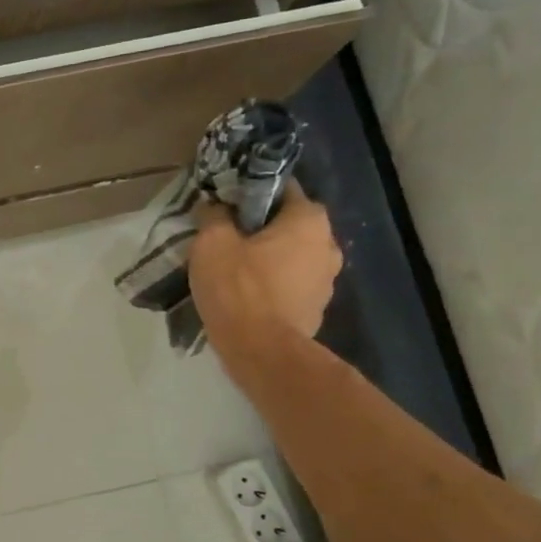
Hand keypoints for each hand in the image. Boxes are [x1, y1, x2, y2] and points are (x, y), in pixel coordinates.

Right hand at [188, 183, 342, 346]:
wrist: (261, 352)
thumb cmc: (238, 288)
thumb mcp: (212, 242)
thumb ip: (214, 216)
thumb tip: (216, 207)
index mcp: (309, 219)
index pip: (282, 189)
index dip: (251, 193)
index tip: (226, 205)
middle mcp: (328, 244)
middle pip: (289, 225)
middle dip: (260, 229)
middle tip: (226, 239)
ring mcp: (327, 281)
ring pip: (291, 257)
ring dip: (268, 260)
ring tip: (233, 271)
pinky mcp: (316, 310)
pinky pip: (290, 286)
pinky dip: (272, 287)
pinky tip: (246, 297)